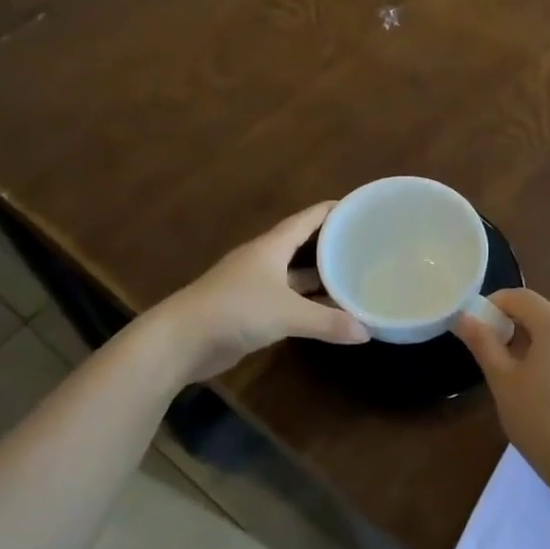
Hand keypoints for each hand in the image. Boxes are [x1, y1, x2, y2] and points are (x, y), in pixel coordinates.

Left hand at [148, 202, 368, 384]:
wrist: (181, 340)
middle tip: (366, 247)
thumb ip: (327, 322)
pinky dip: (307, 305)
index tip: (360, 208)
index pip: (307, 219)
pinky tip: (327, 313)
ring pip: (296, 277)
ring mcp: (255, 286)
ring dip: (321, 279)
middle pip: (303, 246)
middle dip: (332, 246)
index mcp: (271, 247)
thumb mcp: (287, 314)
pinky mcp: (249, 311)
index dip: (332, 211)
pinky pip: (287, 301)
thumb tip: (367, 332)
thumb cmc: (235, 310)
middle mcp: (264, 261)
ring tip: (354, 279)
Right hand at [455, 289, 549, 495]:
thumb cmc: (540, 417)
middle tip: (494, 353)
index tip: (474, 330)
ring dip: (534, 338)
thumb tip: (464, 316)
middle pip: (540, 309)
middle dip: (514, 322)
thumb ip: (483, 343)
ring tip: (516, 373)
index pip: (517, 296)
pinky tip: (543, 387)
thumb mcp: (502, 380)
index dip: (492, 306)